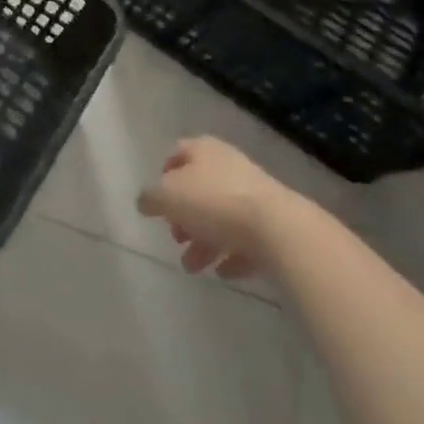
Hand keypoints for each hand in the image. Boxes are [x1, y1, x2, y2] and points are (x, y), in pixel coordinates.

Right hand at [135, 137, 292, 280]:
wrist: (279, 229)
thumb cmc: (213, 202)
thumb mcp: (168, 197)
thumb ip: (151, 198)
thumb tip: (144, 201)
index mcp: (203, 150)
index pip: (178, 152)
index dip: (165, 173)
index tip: (158, 200)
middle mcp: (228, 166)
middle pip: (199, 189)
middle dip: (184, 216)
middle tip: (175, 238)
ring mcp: (254, 195)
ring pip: (221, 217)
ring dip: (204, 241)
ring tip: (193, 267)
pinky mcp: (273, 224)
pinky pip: (246, 238)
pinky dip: (231, 254)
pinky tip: (222, 273)